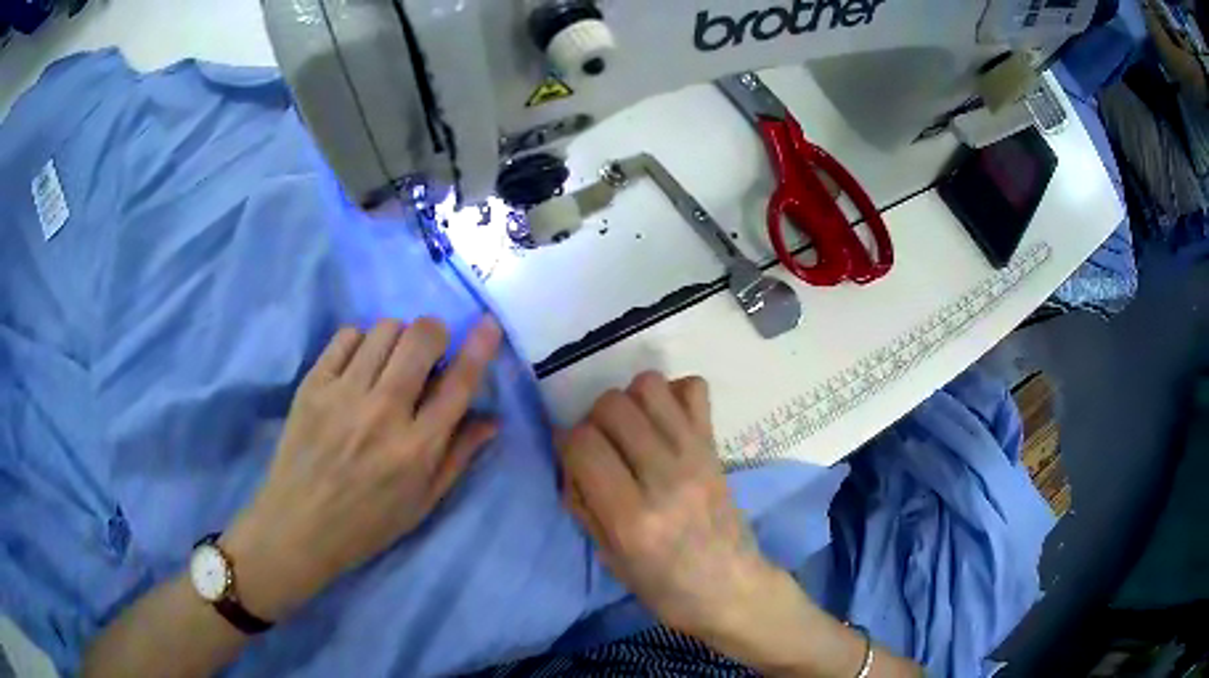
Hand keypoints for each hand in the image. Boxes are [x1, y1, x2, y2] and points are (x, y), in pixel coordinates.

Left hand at [222, 317, 501, 619]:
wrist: (299, 526)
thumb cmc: (368, 522)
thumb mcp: (422, 502)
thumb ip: (458, 456)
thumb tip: (492, 419)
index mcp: (417, 449)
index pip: (458, 385)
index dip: (479, 348)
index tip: (488, 323)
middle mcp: (383, 413)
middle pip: (420, 339)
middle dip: (435, 332)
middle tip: (430, 350)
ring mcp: (344, 395)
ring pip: (384, 330)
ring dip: (398, 337)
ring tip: (391, 361)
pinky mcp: (313, 385)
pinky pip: (346, 336)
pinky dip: (361, 341)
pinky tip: (360, 364)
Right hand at [558, 372, 777, 636]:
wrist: (731, 588)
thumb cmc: (664, 587)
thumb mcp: (609, 558)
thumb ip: (583, 502)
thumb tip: (570, 455)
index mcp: (633, 517)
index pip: (583, 443)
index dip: (566, 444)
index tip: (571, 458)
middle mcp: (666, 477)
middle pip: (612, 405)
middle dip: (593, 420)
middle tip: (601, 447)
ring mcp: (697, 455)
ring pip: (648, 386)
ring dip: (629, 402)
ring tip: (631, 432)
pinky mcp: (717, 445)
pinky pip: (693, 387)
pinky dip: (672, 395)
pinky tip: (664, 424)